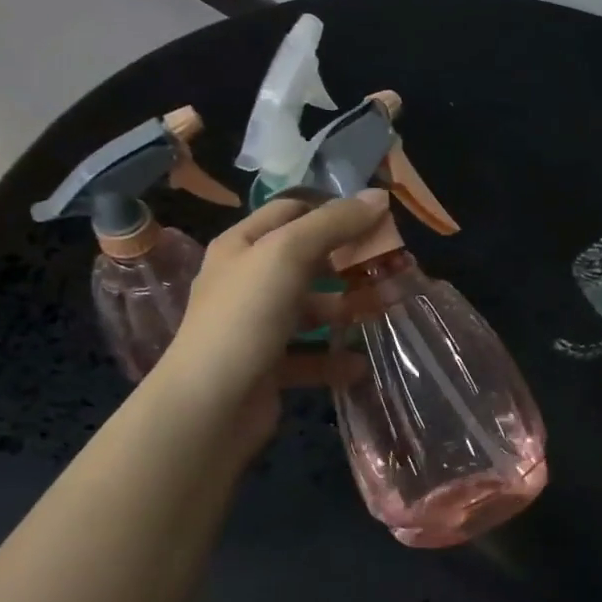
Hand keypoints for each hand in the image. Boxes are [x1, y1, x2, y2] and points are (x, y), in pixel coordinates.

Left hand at [150, 189, 390, 457]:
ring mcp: (256, 327)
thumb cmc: (246, 316)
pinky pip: (309, 357)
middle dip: (347, 263)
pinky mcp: (268, 368)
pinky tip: (361, 364)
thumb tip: (379, 196)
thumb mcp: (288, 254)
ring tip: (385, 313)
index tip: (377, 220)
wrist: (211, 405)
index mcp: (242, 246)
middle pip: (305, 261)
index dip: (332, 211)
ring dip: (346, 311)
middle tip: (390, 266)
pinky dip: (335, 360)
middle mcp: (246, 282)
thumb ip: (334, 224)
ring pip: (310, 310)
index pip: (291, 212)